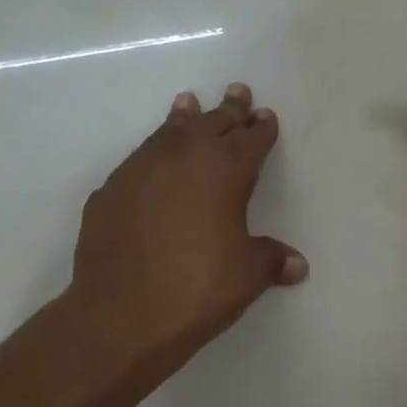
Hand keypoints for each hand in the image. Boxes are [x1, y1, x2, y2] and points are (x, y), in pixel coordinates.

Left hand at [68, 83, 306, 379]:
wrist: (121, 315)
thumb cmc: (197, 289)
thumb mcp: (247, 276)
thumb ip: (271, 260)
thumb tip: (297, 264)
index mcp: (224, 171)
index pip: (250, 140)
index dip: (260, 128)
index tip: (265, 116)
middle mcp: (182, 158)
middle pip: (210, 123)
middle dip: (227, 109)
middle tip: (237, 91)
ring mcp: (140, 171)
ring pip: (167, 132)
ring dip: (183, 119)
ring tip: (188, 103)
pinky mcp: (109, 191)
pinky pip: (138, 161)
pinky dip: (152, 154)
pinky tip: (152, 163)